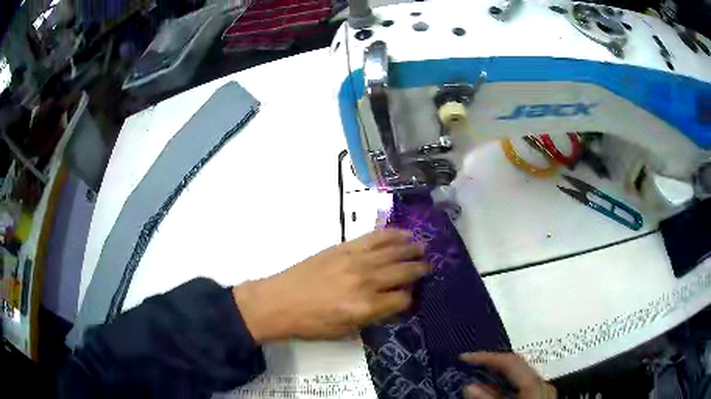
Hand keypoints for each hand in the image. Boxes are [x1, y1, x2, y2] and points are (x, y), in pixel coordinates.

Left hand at [233, 229, 428, 341]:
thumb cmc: (310, 323)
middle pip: (403, 272)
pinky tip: (403, 233)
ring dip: (411, 248)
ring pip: (393, 251)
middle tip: (429, 267)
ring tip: (423, 247)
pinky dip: (391, 234)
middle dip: (420, 270)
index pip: (403, 299)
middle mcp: (366, 281)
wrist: (280, 301)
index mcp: (367, 307)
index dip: (411, 299)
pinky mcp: (344, 247)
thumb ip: (372, 317)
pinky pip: (374, 237)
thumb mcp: (344, 331)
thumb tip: (391, 305)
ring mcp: (355, 261)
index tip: (413, 297)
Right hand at [460, 352, 556, 398]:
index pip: (511, 362)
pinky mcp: (541, 398)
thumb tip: (469, 386)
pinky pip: (522, 386)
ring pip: (519, 375)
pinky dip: (505, 387)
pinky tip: (492, 393)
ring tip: (476, 378)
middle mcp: (542, 384)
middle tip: (468, 366)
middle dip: (492, 364)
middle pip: (517, 365)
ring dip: (497, 376)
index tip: (463, 358)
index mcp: (535, 386)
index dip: (487, 357)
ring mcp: (544, 391)